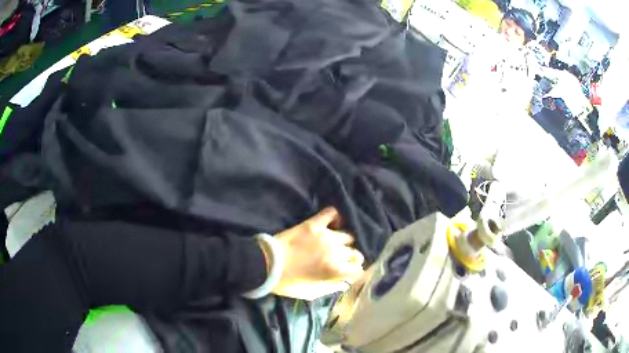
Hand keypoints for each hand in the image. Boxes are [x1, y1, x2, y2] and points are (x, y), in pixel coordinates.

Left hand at [268, 207, 364, 300]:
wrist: (266, 264)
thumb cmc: (287, 282)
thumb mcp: (310, 293)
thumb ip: (330, 288)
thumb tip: (343, 284)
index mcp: (334, 270)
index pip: (357, 270)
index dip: (356, 273)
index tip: (350, 273)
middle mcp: (335, 252)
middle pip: (354, 253)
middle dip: (352, 258)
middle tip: (343, 260)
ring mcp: (326, 235)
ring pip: (348, 235)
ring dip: (345, 242)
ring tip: (337, 244)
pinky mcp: (314, 224)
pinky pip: (332, 213)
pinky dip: (336, 217)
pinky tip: (333, 224)